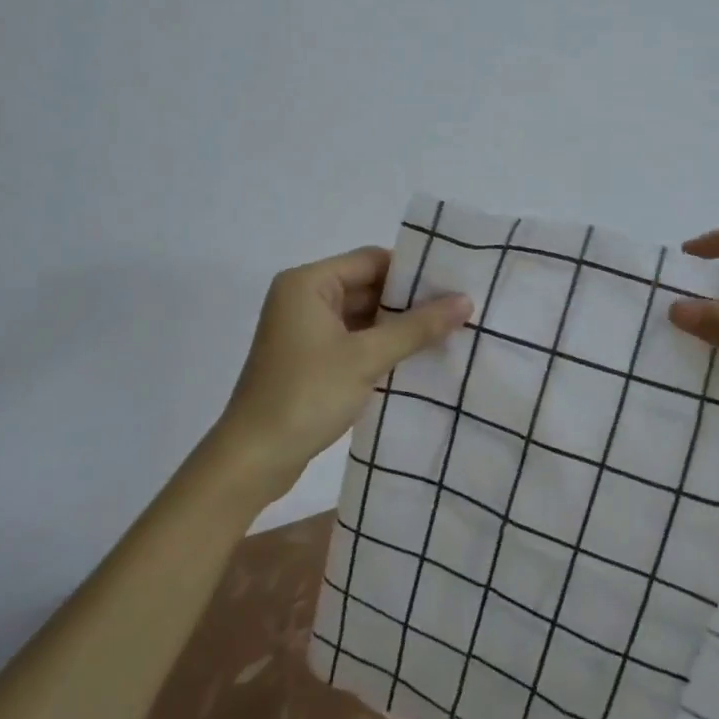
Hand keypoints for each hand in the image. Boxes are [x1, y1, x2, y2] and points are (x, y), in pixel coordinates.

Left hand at [214, 246, 470, 499]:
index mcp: (308, 283)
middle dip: (409, 301)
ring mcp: (305, 330)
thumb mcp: (367, 358)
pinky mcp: (309, 358)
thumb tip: (465, 300)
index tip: (455, 284)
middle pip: (367, 285)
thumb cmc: (306, 395)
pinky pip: (353, 339)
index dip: (413, 271)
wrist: (252, 459)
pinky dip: (381, 346)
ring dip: (398, 326)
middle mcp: (304, 297)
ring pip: (362, 316)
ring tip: (448, 333)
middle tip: (459, 310)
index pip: (372, 260)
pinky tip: (417, 358)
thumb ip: (417, 327)